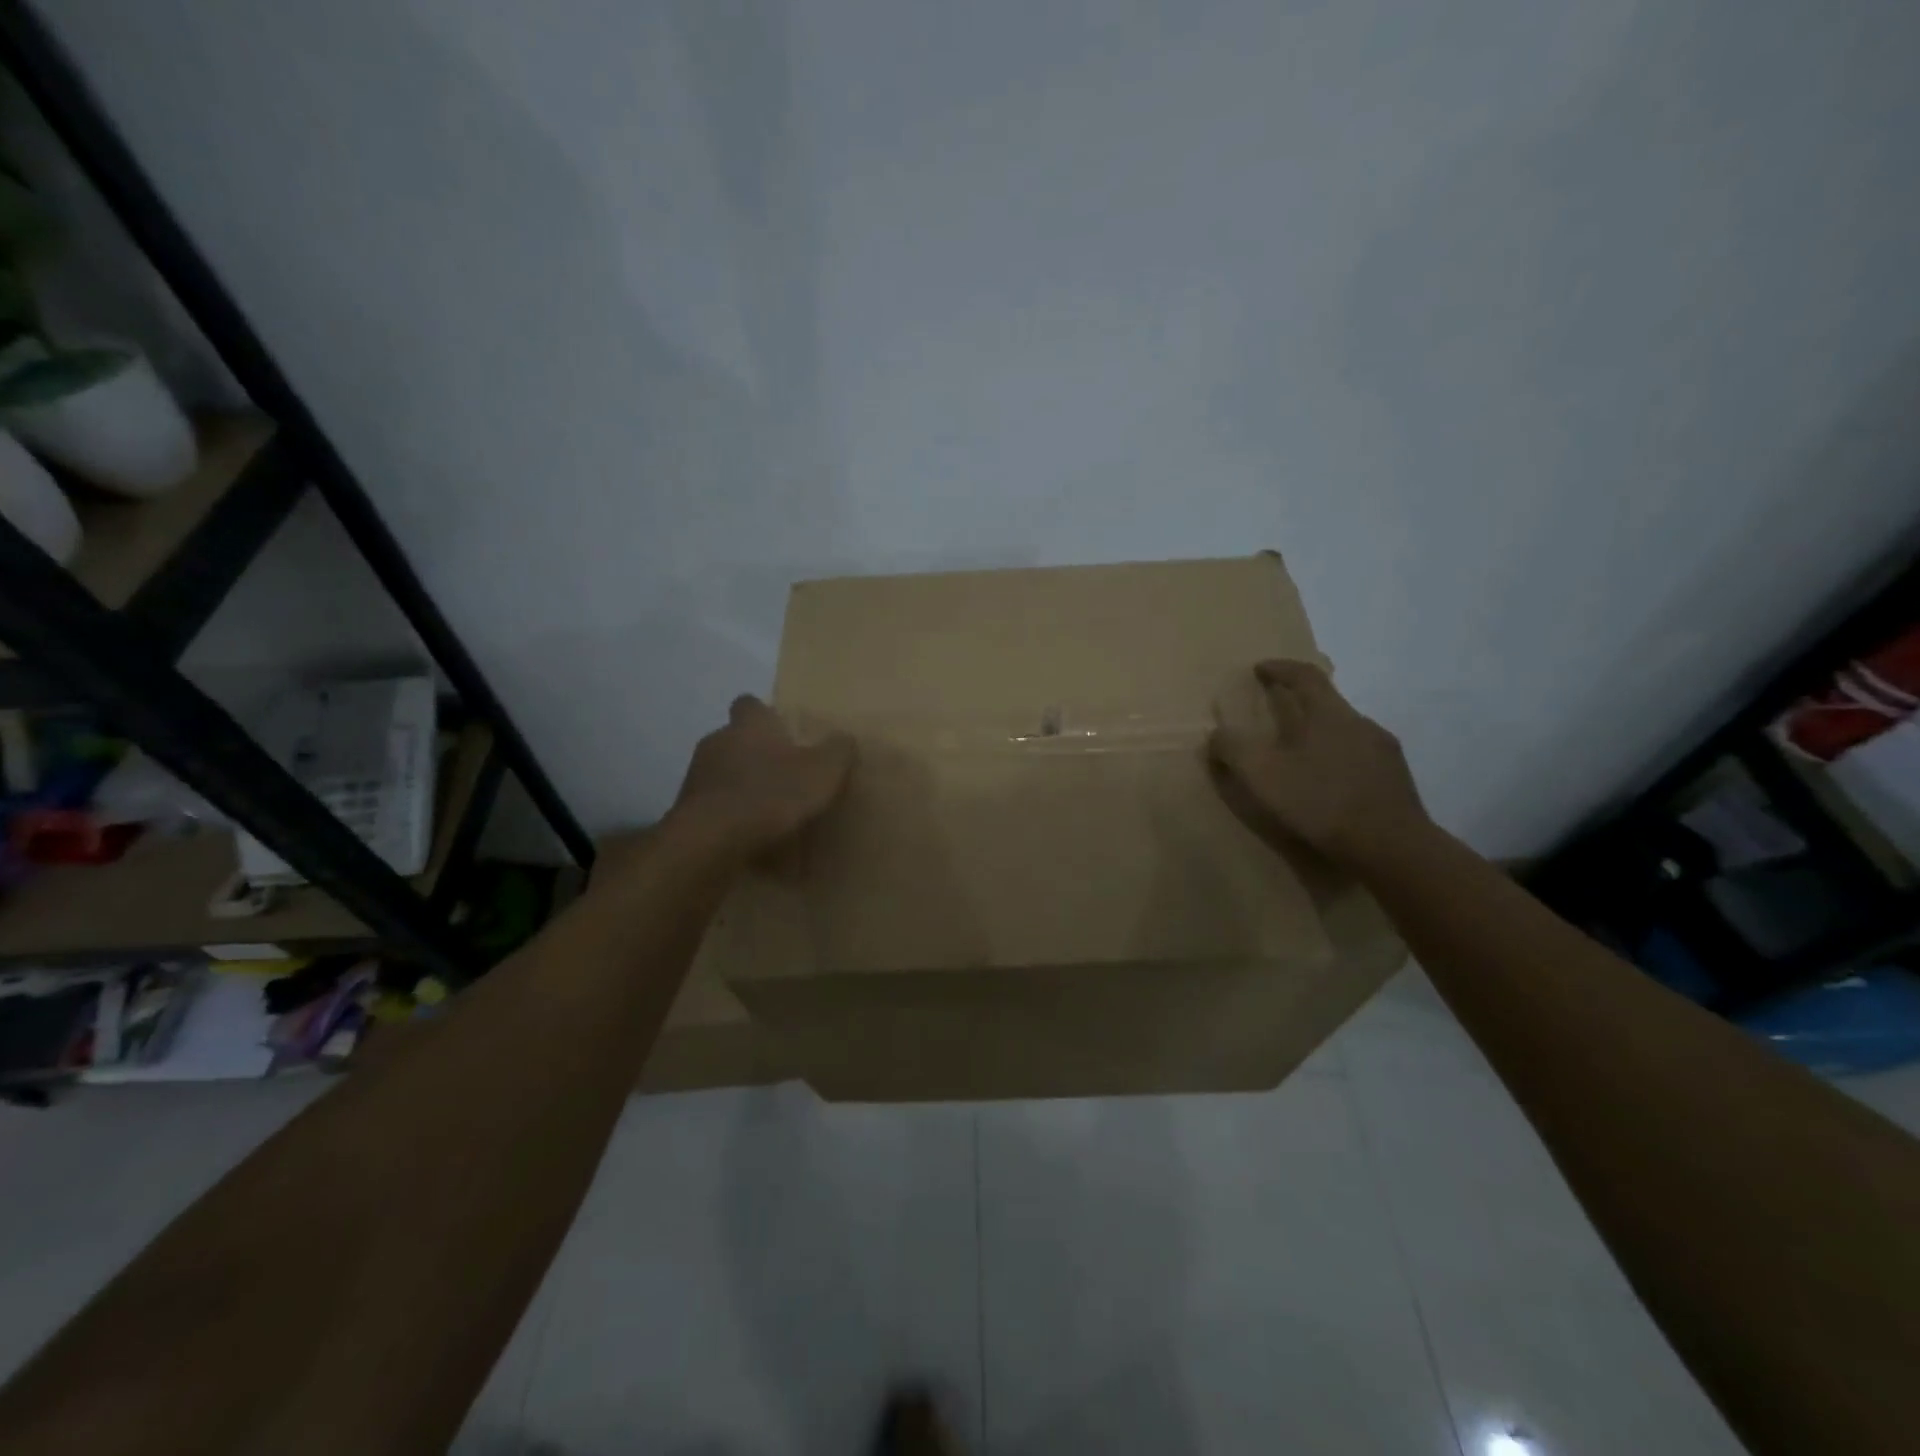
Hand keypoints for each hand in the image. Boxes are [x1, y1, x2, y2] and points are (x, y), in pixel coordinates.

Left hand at [666, 695, 854, 860]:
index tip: (782, 732)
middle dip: (756, 755)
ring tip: (766, 812)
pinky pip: (713, 806)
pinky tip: (748, 836)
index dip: (765, 715)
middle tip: (783, 776)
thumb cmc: (771, 794)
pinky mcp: (687, 810)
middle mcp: (717, 741)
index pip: (750, 704)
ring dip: (740, 786)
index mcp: (749, 725)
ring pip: (722, 773)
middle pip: (736, 739)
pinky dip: (729, 816)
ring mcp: (696, 776)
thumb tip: (843, 739)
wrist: (711, 840)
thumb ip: (837, 751)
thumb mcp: (822, 772)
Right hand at [1207, 661, 1430, 873]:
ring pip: (1345, 731)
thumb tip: (1217, 734)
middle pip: (1327, 702)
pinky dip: (1338, 759)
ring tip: (1299, 755)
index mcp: (1330, 714)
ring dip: (1320, 734)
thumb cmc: (1321, 802)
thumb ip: (1234, 749)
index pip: (1305, 676)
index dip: (1280, 668)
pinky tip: (1328, 784)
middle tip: (1275, 715)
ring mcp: (1384, 751)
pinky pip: (1360, 757)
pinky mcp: (1396, 779)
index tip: (1260, 668)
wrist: (1391, 847)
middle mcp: (1361, 723)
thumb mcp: (1263, 775)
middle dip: (1299, 703)